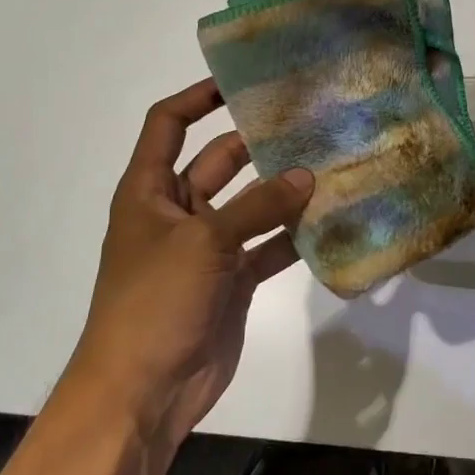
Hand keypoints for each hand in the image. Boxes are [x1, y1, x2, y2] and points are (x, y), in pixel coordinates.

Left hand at [62, 78, 313, 444]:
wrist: (143, 392)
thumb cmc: (154, 302)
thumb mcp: (203, 242)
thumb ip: (258, 206)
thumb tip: (307, 176)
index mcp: (150, 192)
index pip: (168, 125)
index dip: (198, 98)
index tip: (242, 82)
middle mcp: (178, 212)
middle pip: (219, 161)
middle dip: (257, 143)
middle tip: (307, 121)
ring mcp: (208, 248)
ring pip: (251, 206)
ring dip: (283, 190)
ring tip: (330, 163)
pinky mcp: (233, 280)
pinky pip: (268, 247)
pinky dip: (294, 236)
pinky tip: (330, 221)